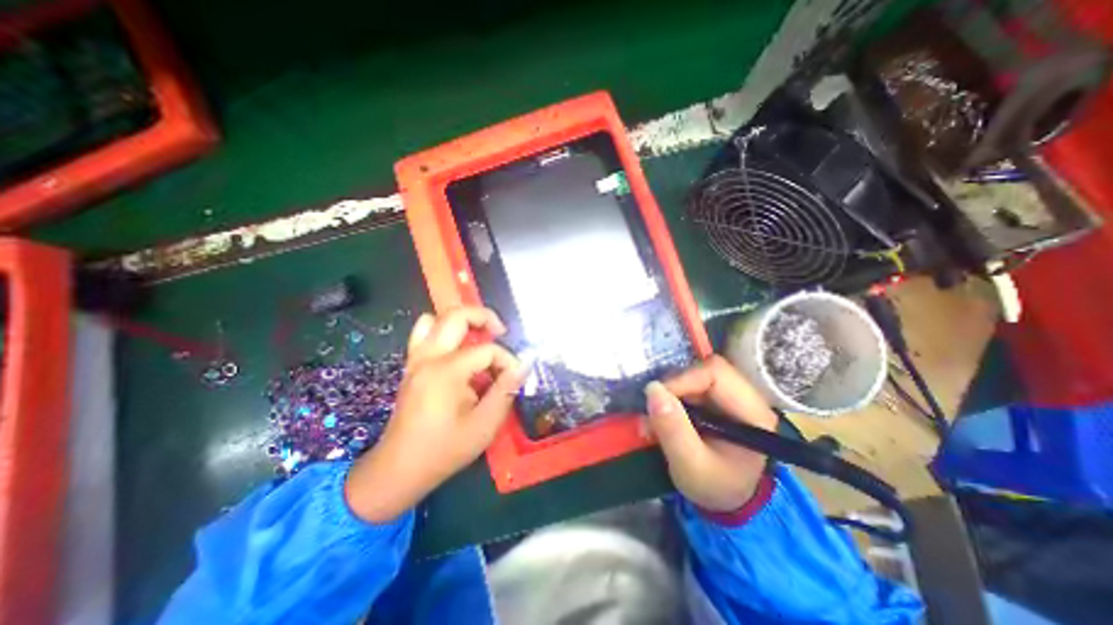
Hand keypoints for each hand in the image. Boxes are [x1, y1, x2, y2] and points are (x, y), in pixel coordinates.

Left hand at [347, 308, 524, 522]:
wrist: (399, 469)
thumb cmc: (444, 450)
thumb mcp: (485, 425)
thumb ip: (506, 390)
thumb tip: (523, 365)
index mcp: (446, 371)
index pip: (487, 350)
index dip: (507, 360)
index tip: (516, 377)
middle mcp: (428, 357)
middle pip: (456, 315)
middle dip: (484, 317)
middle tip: (501, 332)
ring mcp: (416, 359)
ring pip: (435, 319)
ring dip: (461, 322)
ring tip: (479, 337)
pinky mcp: (411, 366)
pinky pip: (424, 333)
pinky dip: (443, 331)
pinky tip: (458, 351)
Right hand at [650, 357, 774, 511]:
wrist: (725, 499)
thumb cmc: (714, 487)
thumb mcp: (690, 466)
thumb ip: (673, 430)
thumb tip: (652, 389)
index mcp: (752, 413)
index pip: (715, 373)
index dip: (682, 380)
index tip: (655, 399)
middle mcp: (746, 396)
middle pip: (704, 369)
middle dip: (673, 387)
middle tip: (653, 410)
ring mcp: (731, 394)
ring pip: (694, 374)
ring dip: (670, 392)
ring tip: (656, 418)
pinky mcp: (716, 397)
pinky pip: (690, 383)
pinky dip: (672, 396)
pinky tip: (664, 416)